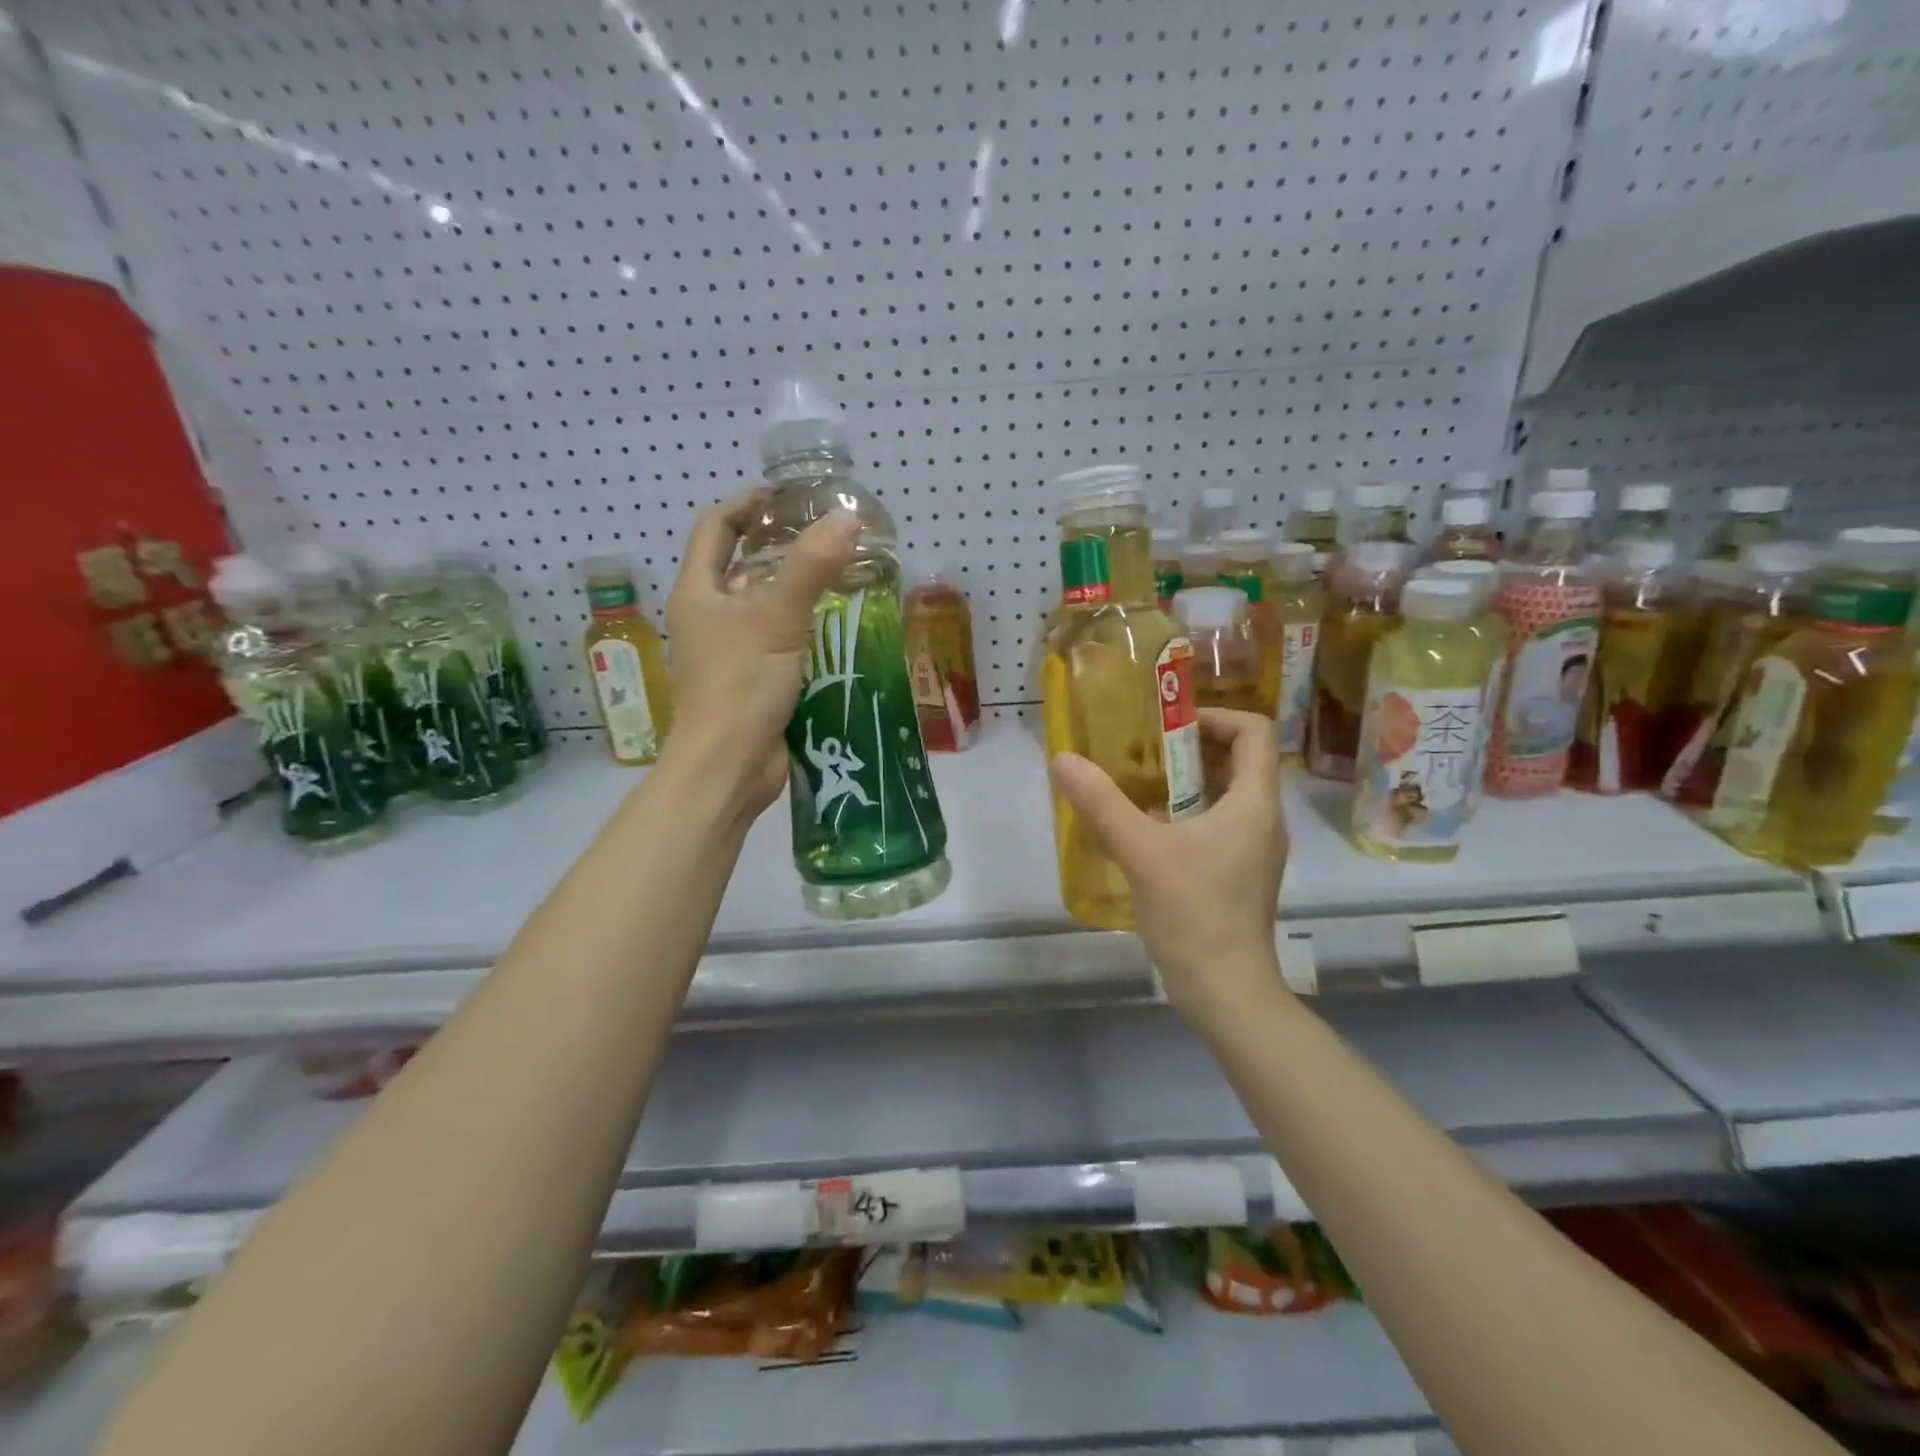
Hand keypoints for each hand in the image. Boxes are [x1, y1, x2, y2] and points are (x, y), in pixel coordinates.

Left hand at [661, 490, 860, 811]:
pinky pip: (778, 641)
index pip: (715, 528)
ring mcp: (730, 652)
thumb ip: (812, 567)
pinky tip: (837, 626)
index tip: (787, 497)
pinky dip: (803, 628)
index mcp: (699, 592)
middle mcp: (709, 617)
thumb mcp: (776, 618)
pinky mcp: (753, 681)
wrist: (729, 766)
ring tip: (842, 575)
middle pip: (741, 566)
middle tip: (827, 536)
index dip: (747, 505)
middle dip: (779, 547)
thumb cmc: (740, 685)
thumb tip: (847, 520)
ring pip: (763, 607)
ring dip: (796, 589)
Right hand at [1047, 709, 1289, 1027]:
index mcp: (1254, 803)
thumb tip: (1062, 760)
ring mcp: (1254, 849)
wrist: (1224, 989)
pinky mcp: (1240, 873)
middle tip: (1143, 752)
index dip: (1215, 716)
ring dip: (1186, 781)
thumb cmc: (1193, 912)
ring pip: (1227, 793)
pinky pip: (1219, 822)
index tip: (1169, 726)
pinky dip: (1187, 812)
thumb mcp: (1140, 851)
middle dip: (1191, 748)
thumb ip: (1101, 802)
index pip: (1254, 731)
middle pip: (1239, 759)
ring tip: (1139, 785)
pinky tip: (1147, 829)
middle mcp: (1263, 819)